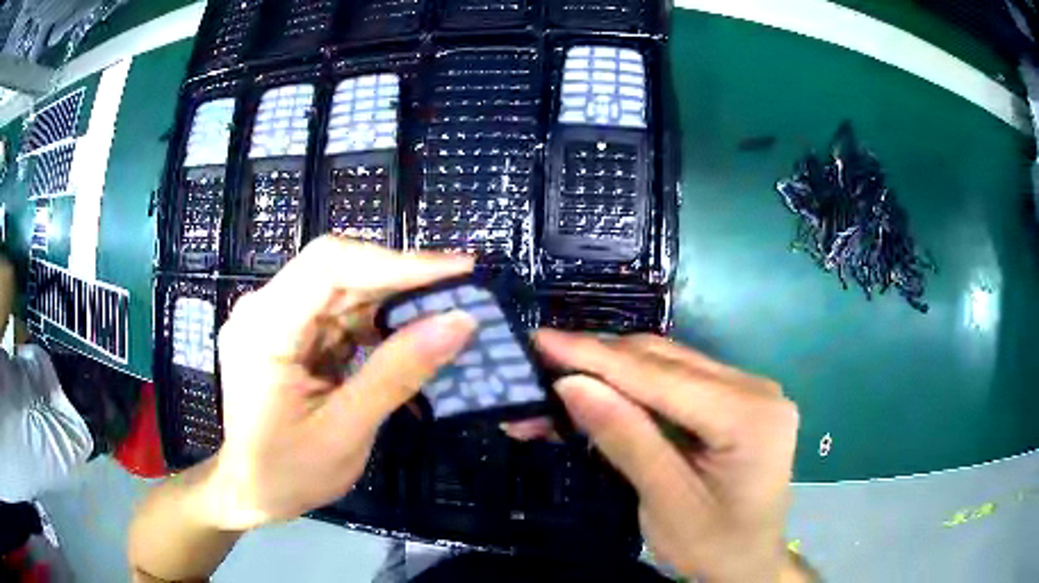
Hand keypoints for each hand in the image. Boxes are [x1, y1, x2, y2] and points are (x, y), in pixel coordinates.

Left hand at [208, 237, 476, 529]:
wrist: (251, 491)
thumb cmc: (288, 472)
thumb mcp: (346, 431)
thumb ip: (398, 373)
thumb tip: (459, 322)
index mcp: (263, 329)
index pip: (329, 267)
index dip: (395, 262)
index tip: (457, 270)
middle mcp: (262, 309)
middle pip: (337, 271)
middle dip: (401, 281)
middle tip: (461, 291)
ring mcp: (273, 318)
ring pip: (342, 289)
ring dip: (391, 303)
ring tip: (442, 315)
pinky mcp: (287, 331)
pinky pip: (337, 313)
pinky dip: (375, 324)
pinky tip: (406, 338)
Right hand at [535, 331, 799, 581]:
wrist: (749, 562)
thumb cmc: (714, 545)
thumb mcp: (665, 503)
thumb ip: (625, 439)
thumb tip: (572, 384)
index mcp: (750, 415)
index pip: (662, 376)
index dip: (596, 357)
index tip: (541, 341)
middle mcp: (755, 388)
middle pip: (665, 362)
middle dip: (598, 363)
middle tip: (539, 367)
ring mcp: (748, 390)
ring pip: (667, 365)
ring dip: (611, 373)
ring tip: (560, 381)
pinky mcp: (734, 400)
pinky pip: (676, 382)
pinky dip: (633, 388)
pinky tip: (601, 394)